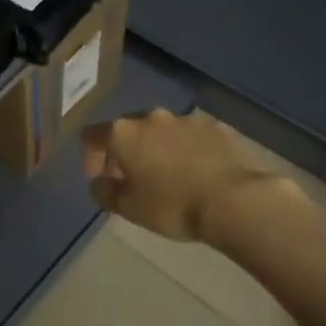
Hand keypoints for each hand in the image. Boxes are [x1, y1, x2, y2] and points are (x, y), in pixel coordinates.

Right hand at [81, 108, 292, 242]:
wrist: (236, 200)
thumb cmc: (172, 206)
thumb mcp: (128, 209)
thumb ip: (105, 192)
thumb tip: (99, 182)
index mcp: (124, 133)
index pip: (91, 136)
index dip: (90, 157)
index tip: (101, 180)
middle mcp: (152, 117)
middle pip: (128, 129)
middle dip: (126, 152)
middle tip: (134, 179)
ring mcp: (187, 119)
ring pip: (162, 131)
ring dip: (158, 149)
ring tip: (171, 177)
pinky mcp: (217, 127)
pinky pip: (192, 136)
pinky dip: (188, 150)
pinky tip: (199, 173)